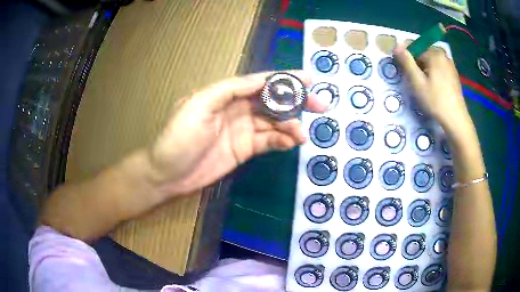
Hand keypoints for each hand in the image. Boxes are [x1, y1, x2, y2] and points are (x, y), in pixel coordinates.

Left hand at [147, 71, 326, 195]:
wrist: (168, 174)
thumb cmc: (179, 137)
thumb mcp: (199, 105)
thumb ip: (229, 90)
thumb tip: (260, 81)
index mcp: (226, 93)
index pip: (260, 82)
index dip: (285, 80)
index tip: (309, 80)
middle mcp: (237, 108)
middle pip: (272, 101)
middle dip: (296, 102)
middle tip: (319, 106)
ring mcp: (243, 130)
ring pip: (274, 123)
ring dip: (290, 126)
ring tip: (301, 135)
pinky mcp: (245, 149)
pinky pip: (268, 142)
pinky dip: (281, 141)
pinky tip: (291, 143)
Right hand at [393, 45, 472, 130]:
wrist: (456, 119)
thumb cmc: (436, 101)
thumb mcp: (417, 82)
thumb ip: (406, 62)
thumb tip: (396, 46)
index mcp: (434, 53)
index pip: (413, 46)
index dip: (405, 56)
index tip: (404, 70)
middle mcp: (442, 54)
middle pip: (422, 51)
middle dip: (416, 62)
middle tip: (414, 79)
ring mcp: (449, 64)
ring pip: (430, 60)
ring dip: (424, 67)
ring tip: (424, 84)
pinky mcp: (453, 73)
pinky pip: (438, 66)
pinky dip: (433, 72)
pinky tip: (434, 86)